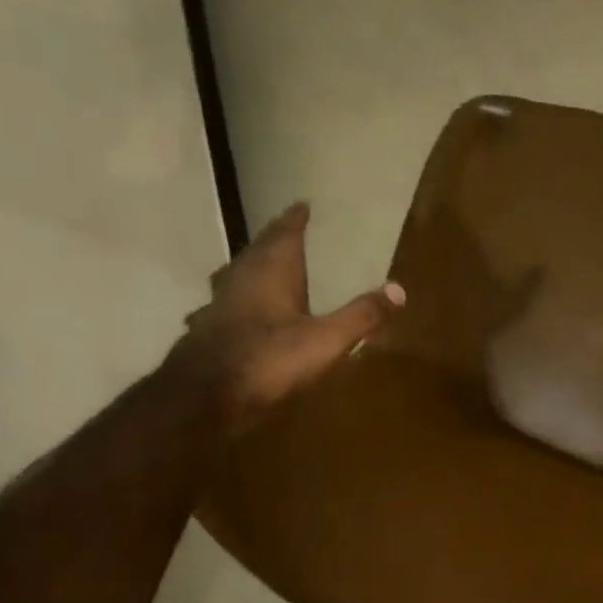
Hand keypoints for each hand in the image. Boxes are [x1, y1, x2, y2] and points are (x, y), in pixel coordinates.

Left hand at [169, 202, 403, 434]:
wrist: (203, 397)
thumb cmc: (269, 359)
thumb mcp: (326, 340)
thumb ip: (361, 315)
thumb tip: (399, 289)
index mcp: (272, 272)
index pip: (285, 234)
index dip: (294, 220)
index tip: (302, 205)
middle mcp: (241, 279)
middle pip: (258, 250)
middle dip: (274, 239)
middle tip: (286, 230)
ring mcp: (218, 304)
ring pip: (235, 274)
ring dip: (250, 266)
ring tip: (261, 265)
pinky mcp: (205, 330)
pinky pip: (223, 304)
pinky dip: (234, 300)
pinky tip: (233, 312)